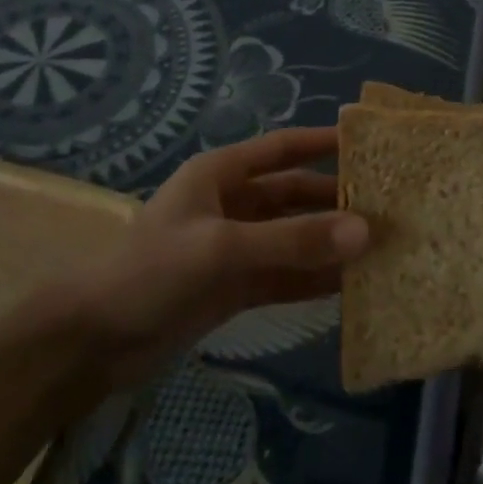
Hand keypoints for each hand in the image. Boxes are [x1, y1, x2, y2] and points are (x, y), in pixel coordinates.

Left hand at [26, 127, 367, 387]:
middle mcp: (232, 204)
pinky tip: (351, 285)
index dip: (322, 142)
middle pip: (294, 195)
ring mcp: (235, 247)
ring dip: (330, 243)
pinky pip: (285, 275)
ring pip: (293, 237)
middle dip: (336, 201)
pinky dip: (314, 279)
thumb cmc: (152, 272)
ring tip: (381, 248)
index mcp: (221, 175)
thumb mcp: (223, 249)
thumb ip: (293, 241)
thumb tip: (365, 231)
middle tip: (388, 208)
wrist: (94, 342)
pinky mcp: (235, 286)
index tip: (367, 143)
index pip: (281, 148)